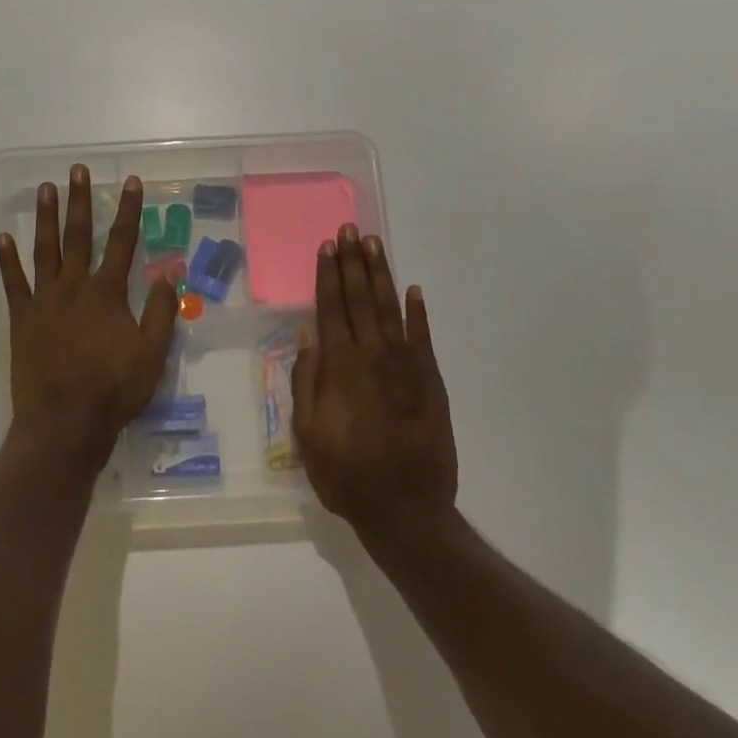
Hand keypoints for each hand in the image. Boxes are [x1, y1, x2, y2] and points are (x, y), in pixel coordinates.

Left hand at [0, 165, 178, 472]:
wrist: (65, 423)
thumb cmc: (114, 390)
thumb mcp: (152, 354)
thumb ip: (162, 311)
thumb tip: (170, 273)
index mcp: (107, 293)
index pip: (123, 241)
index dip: (129, 210)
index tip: (131, 181)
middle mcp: (74, 286)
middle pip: (79, 235)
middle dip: (81, 201)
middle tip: (78, 170)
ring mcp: (44, 300)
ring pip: (45, 250)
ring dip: (47, 218)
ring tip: (45, 188)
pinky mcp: (22, 319)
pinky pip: (13, 282)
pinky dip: (8, 260)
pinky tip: (3, 237)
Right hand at [294, 225, 457, 537]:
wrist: (406, 508)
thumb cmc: (346, 474)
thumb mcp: (308, 433)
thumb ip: (307, 381)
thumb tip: (307, 337)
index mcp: (340, 367)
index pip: (332, 308)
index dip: (328, 275)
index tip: (327, 246)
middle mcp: (373, 355)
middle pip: (360, 299)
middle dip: (353, 262)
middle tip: (350, 229)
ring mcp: (405, 365)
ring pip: (390, 309)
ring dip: (380, 275)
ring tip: (374, 245)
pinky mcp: (430, 381)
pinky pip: (422, 337)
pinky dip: (418, 312)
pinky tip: (413, 291)